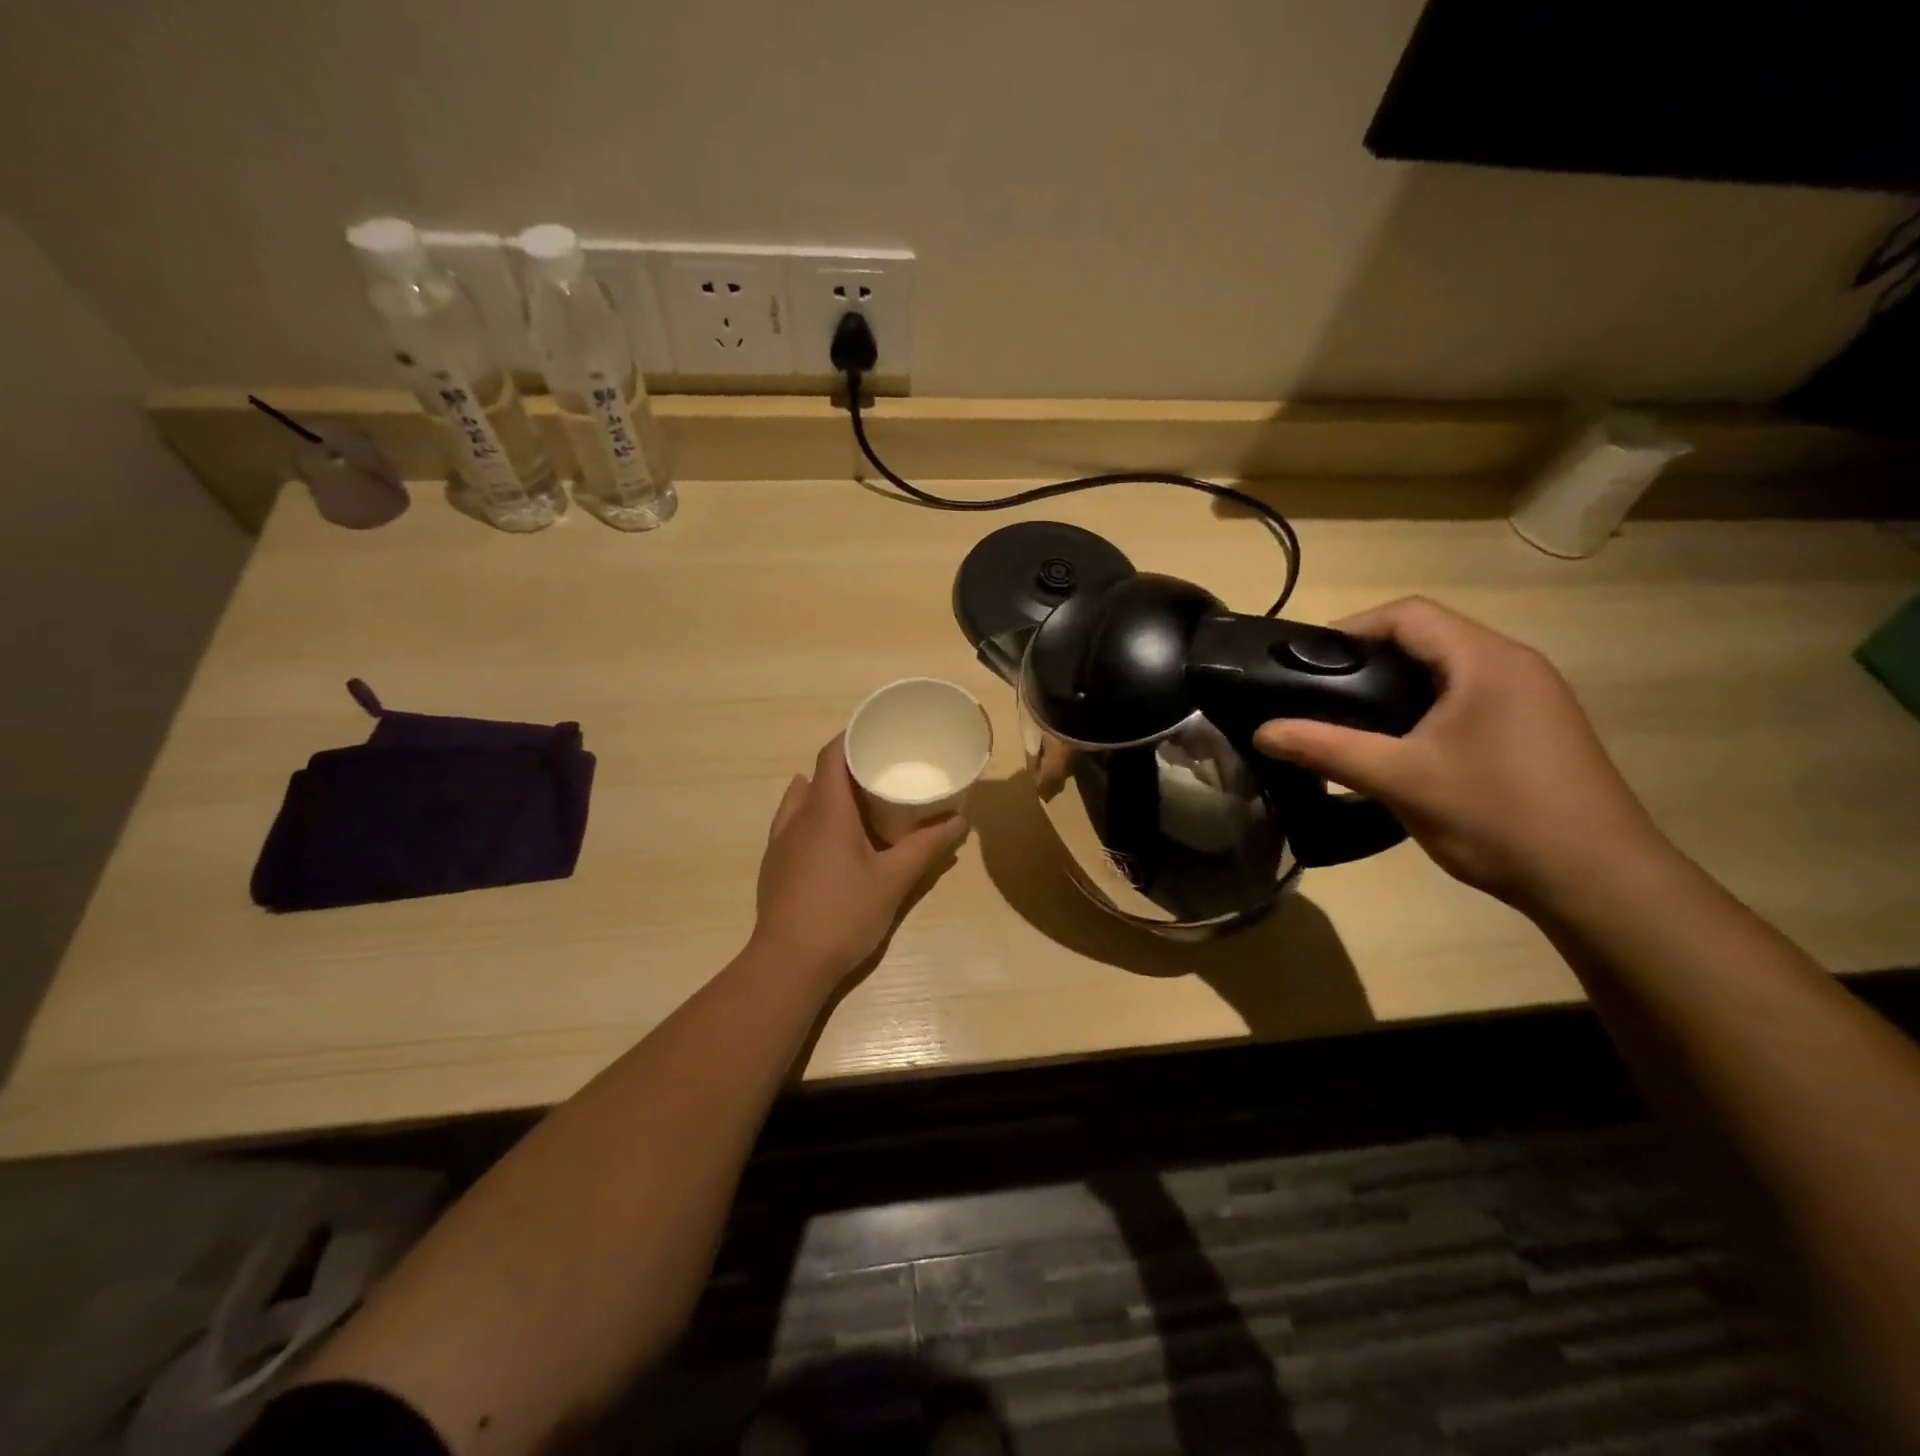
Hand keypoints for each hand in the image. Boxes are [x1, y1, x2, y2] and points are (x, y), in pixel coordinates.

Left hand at [753, 736, 968, 983]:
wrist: (789, 964)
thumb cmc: (843, 914)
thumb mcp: (894, 880)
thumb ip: (927, 847)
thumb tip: (960, 821)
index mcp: (825, 810)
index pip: (832, 754)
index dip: (853, 737)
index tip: (880, 734)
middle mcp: (797, 817)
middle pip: (819, 775)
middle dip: (849, 767)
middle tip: (883, 771)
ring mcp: (780, 841)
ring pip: (802, 799)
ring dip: (828, 793)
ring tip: (860, 803)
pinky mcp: (775, 864)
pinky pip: (793, 824)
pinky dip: (815, 818)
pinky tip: (836, 841)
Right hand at [1253, 597, 1668, 908]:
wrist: (1598, 881)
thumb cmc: (1497, 815)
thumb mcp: (1400, 779)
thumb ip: (1326, 749)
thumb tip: (1262, 731)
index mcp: (1486, 661)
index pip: (1409, 615)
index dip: (1351, 629)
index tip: (1305, 663)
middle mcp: (1513, 665)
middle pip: (1427, 637)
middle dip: (1367, 659)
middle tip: (1317, 694)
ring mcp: (1530, 698)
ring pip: (1446, 670)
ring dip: (1394, 686)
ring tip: (1347, 720)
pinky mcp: (1533, 729)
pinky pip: (1466, 698)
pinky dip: (1422, 709)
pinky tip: (1398, 747)